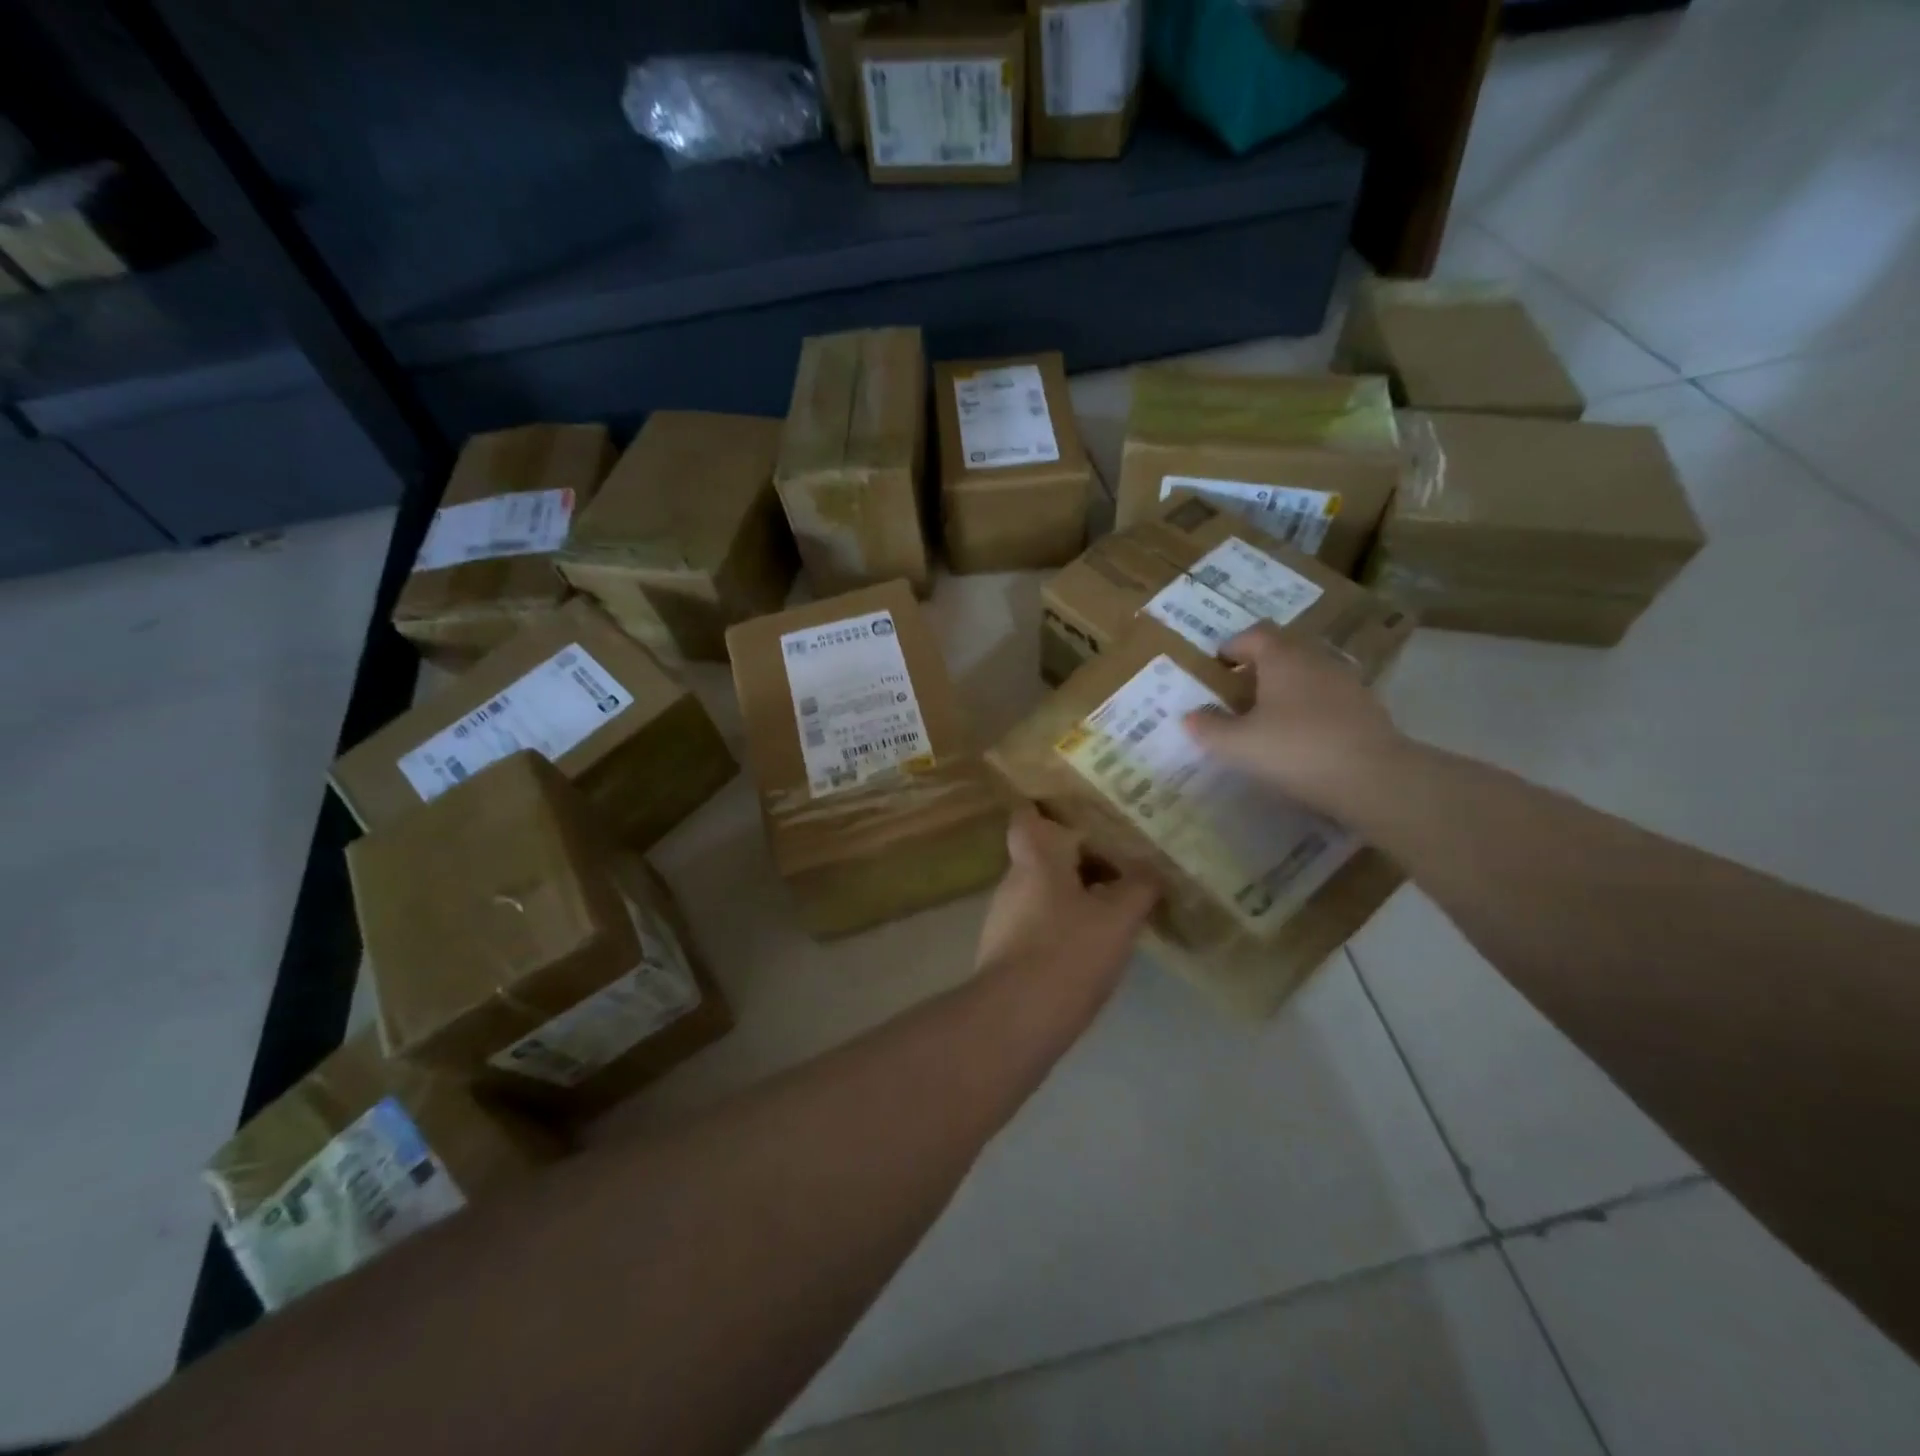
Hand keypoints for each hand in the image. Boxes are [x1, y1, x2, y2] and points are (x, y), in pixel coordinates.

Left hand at [975, 804, 1158, 1008]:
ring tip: (1115, 909)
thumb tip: (1151, 870)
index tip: (1078, 815)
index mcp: (1034, 860)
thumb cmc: (1067, 953)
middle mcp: (1012, 883)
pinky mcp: (1004, 954)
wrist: (1015, 1021)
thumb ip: (1138, 888)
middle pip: (1044, 857)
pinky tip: (1091, 949)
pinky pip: (1038, 926)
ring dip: (1074, 896)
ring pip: (1043, 893)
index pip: (1027, 817)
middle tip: (1120, 866)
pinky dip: (1063, 928)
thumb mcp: (1118, 918)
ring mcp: (1003, 920)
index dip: (1046, 810)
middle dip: (1078, 860)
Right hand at [1181, 623, 1407, 818]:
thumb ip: (1209, 729)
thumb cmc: (1296, 750)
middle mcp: (1315, 660)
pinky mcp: (1366, 708)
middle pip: (1283, 650)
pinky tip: (1301, 737)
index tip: (1217, 664)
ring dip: (1285, 687)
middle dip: (1258, 666)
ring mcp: (1346, 682)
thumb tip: (1189, 717)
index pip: (1254, 635)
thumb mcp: (1239, 745)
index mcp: (1282, 658)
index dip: (1232, 646)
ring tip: (1267, 717)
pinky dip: (1310, 707)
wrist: (1374, 778)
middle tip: (1237, 692)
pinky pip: (1328, 697)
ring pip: (1307, 673)